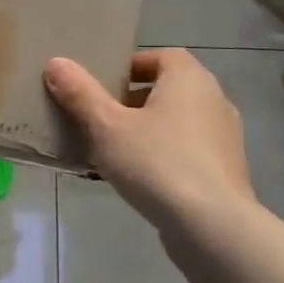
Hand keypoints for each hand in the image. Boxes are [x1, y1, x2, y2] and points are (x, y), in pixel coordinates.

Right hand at [45, 49, 257, 231]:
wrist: (213, 226)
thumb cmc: (157, 162)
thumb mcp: (107, 126)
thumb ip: (81, 93)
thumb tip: (56, 62)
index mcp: (189, 78)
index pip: (162, 56)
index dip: (132, 66)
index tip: (104, 85)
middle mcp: (214, 99)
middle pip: (168, 89)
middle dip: (134, 101)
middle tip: (101, 118)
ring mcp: (225, 137)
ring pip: (177, 123)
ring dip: (148, 131)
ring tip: (114, 152)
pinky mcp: (226, 171)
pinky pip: (188, 152)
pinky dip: (165, 157)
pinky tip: (139, 180)